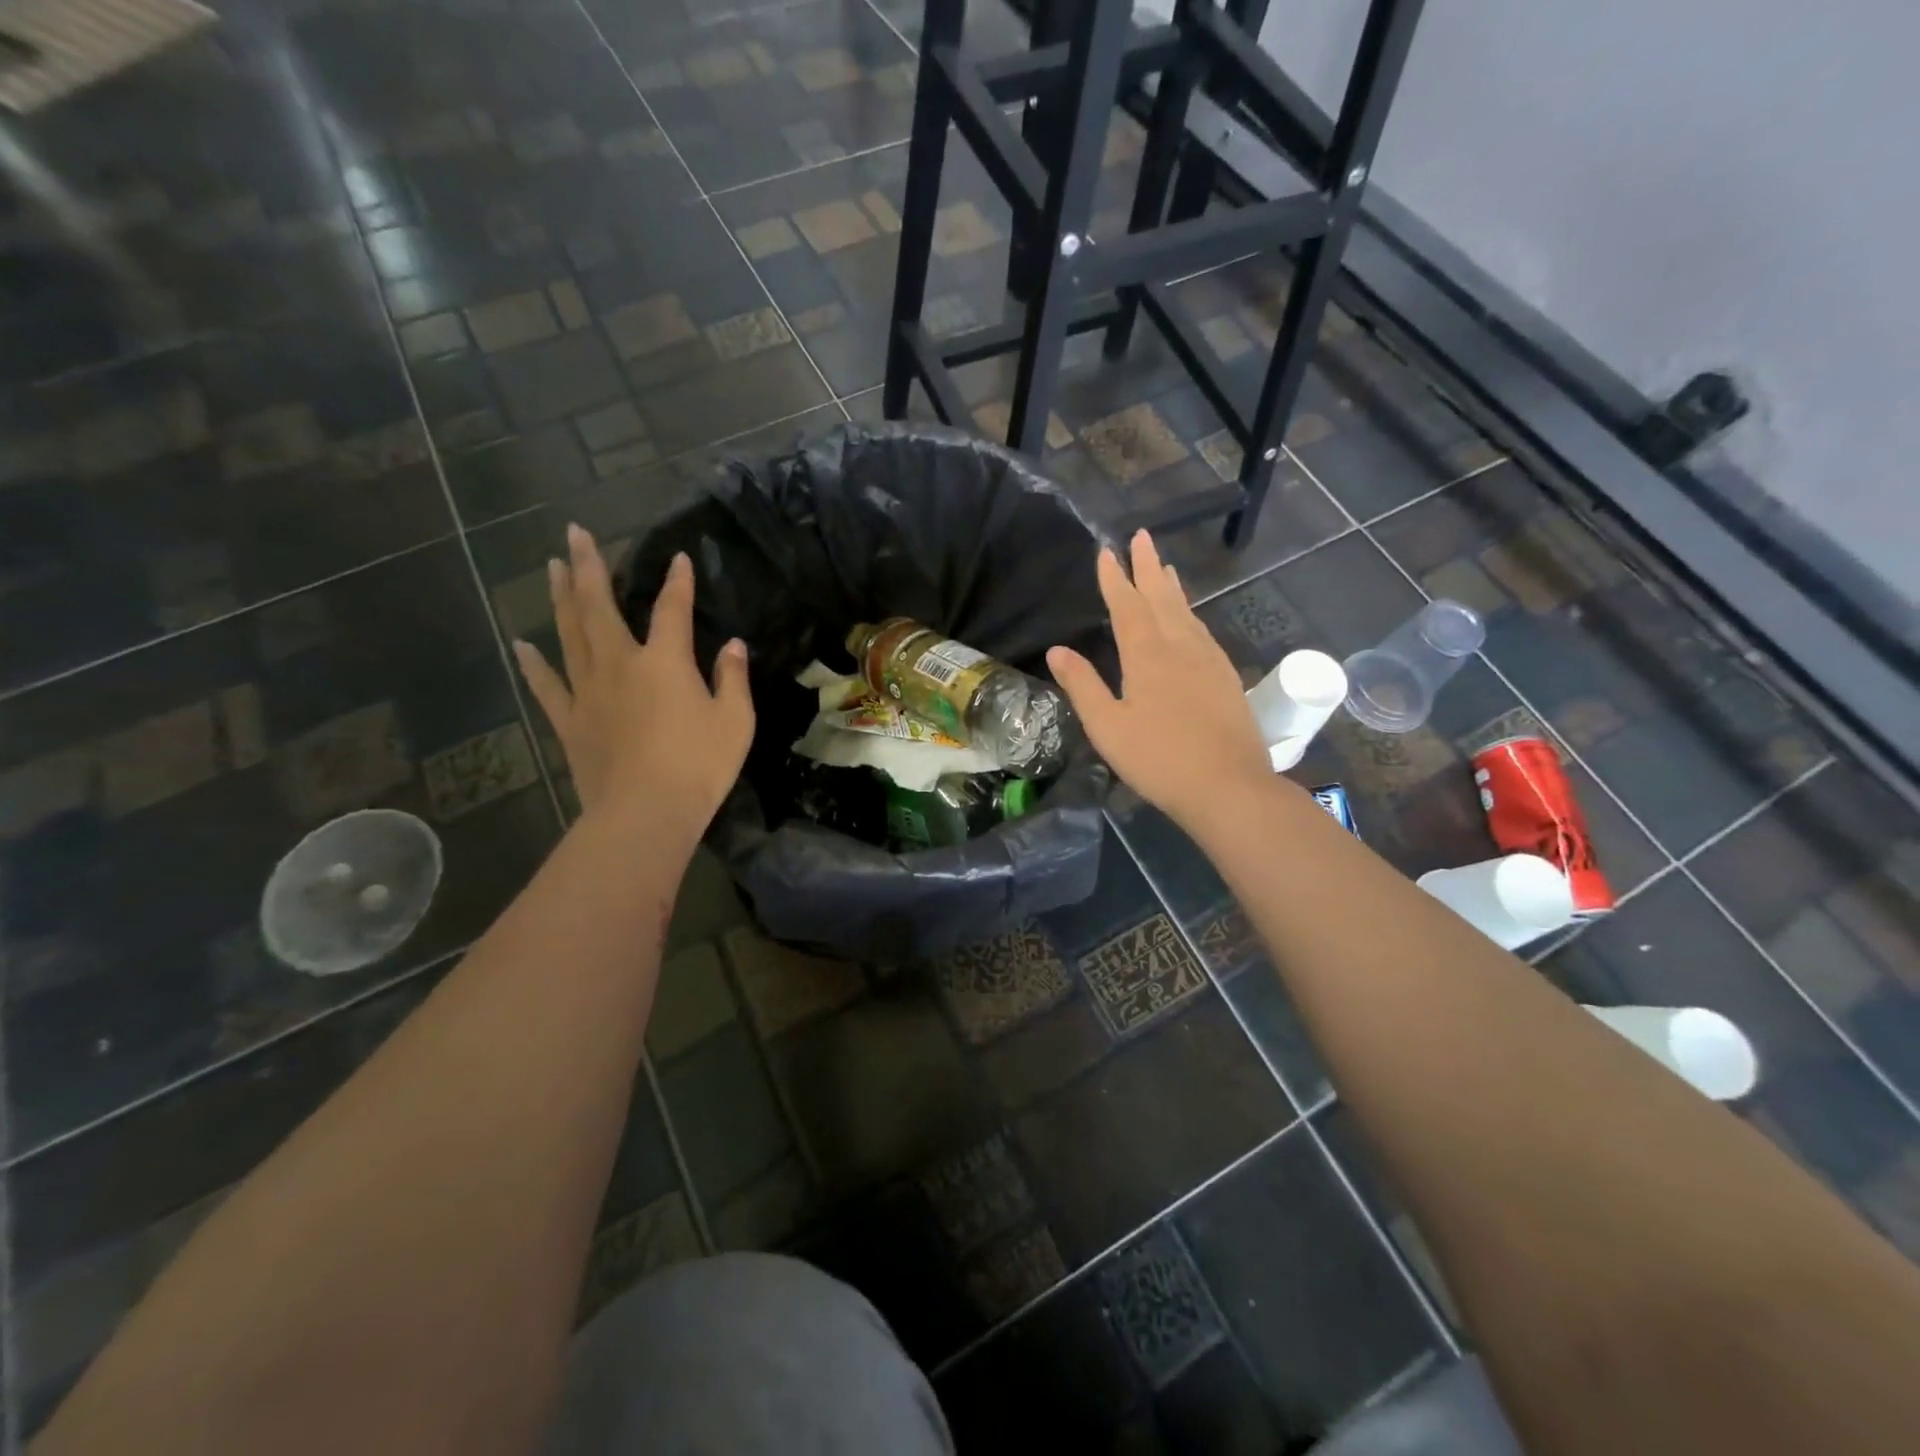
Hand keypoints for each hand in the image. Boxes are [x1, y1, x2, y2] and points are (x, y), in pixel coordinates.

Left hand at [514, 524, 753, 844]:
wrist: (645, 814)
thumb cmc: (699, 766)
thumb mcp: (735, 721)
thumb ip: (733, 679)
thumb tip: (733, 645)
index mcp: (664, 662)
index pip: (672, 610)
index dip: (678, 583)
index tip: (678, 558)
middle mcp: (620, 665)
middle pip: (599, 607)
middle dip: (589, 567)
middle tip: (574, 533)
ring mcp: (588, 692)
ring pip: (568, 634)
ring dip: (560, 598)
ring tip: (552, 567)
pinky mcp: (570, 721)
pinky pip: (546, 686)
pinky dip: (532, 664)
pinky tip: (520, 644)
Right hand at [1047, 530, 1271, 830]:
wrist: (1229, 786)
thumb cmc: (1159, 759)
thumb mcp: (1108, 726)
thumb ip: (1082, 685)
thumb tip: (1057, 650)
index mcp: (1147, 656)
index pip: (1127, 606)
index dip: (1115, 578)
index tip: (1107, 550)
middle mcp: (1180, 647)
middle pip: (1161, 598)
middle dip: (1148, 566)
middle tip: (1142, 536)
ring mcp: (1208, 660)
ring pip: (1186, 612)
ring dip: (1172, 587)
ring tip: (1165, 567)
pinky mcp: (1226, 677)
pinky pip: (1203, 631)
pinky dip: (1191, 614)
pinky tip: (1190, 619)